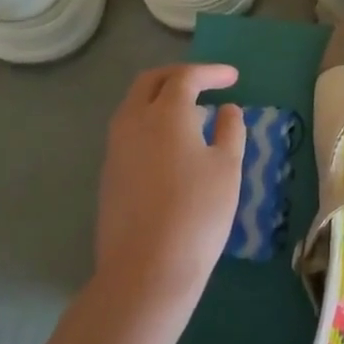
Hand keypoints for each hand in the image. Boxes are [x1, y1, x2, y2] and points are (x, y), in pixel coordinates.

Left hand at [94, 64, 243, 318]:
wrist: (146, 271)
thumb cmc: (197, 212)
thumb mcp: (228, 167)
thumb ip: (230, 130)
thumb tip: (227, 110)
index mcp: (165, 113)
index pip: (186, 77)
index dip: (211, 73)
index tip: (233, 78)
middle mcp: (133, 122)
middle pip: (150, 82)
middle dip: (179, 76)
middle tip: (206, 83)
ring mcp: (115, 150)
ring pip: (134, 106)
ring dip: (162, 99)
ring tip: (193, 114)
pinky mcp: (109, 176)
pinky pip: (130, 132)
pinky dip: (152, 123)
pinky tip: (174, 146)